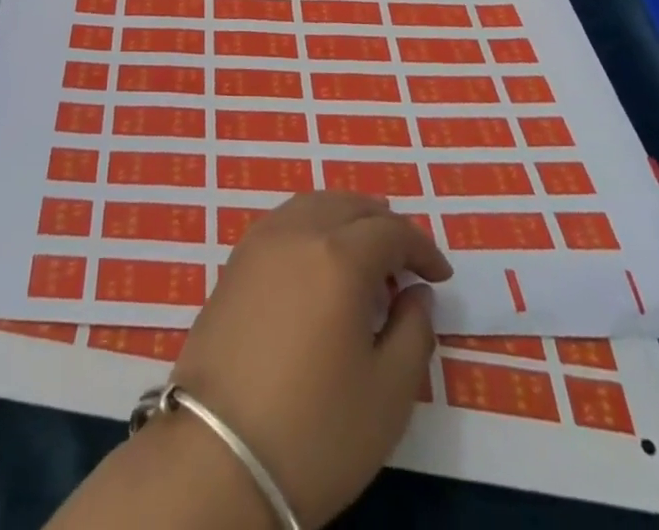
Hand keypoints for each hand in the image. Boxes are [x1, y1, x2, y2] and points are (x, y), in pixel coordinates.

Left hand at [170, 192, 453, 526]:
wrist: (218, 453)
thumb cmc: (316, 429)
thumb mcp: (389, 394)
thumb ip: (414, 332)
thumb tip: (416, 293)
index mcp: (339, 256)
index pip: (390, 231)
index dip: (421, 248)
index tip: (440, 276)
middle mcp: (298, 232)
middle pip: (348, 205)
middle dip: (384, 224)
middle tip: (406, 258)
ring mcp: (259, 242)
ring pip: (312, 204)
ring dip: (346, 218)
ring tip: (365, 255)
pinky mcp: (235, 261)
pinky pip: (284, 221)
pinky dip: (312, 225)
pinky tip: (320, 263)